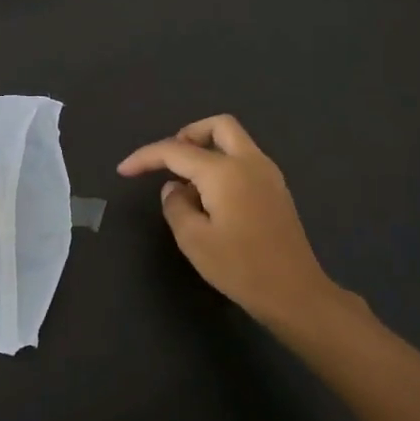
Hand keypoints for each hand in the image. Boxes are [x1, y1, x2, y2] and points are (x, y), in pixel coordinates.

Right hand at [117, 115, 345, 326]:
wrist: (295, 293)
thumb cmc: (240, 267)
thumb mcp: (193, 240)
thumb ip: (176, 205)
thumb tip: (174, 188)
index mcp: (225, 171)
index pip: (177, 151)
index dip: (146, 157)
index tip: (124, 170)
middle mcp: (250, 162)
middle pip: (217, 126)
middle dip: (187, 134)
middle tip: (168, 160)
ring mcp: (268, 174)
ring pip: (234, 141)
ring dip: (207, 149)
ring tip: (186, 183)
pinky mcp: (277, 190)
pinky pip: (244, 159)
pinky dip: (222, 163)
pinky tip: (210, 196)